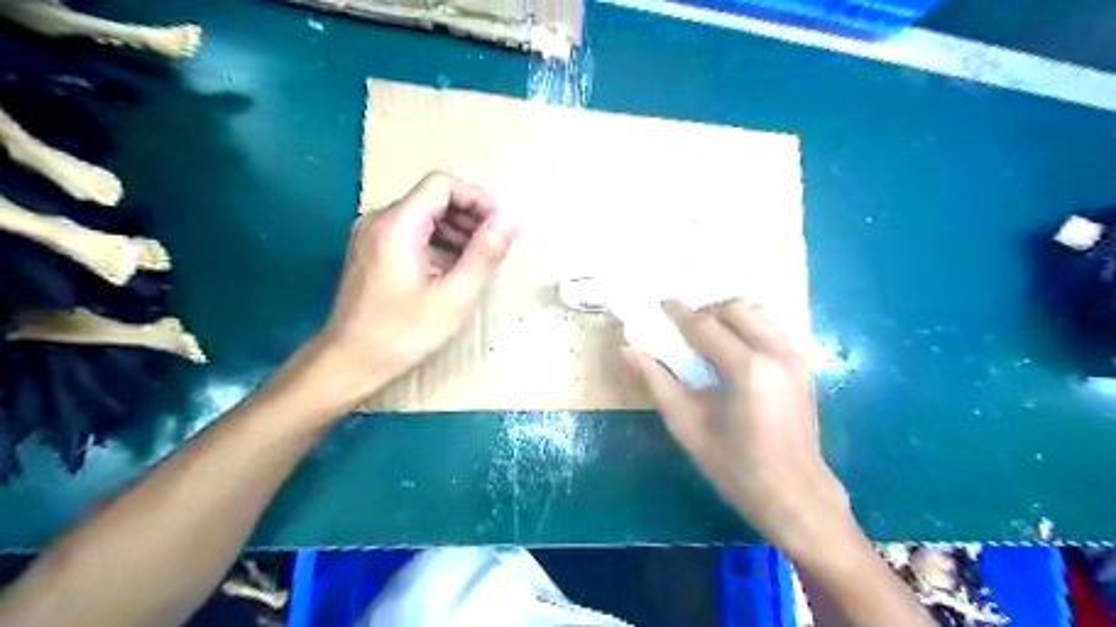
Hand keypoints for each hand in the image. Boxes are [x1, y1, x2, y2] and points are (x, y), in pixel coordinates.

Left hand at [308, 173, 518, 401]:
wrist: (348, 362)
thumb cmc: (404, 333)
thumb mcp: (455, 296)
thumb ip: (485, 253)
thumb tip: (511, 218)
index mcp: (397, 225)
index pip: (442, 184)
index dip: (477, 199)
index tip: (500, 226)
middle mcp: (379, 220)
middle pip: (432, 198)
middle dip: (469, 217)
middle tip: (494, 248)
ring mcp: (371, 236)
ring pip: (423, 216)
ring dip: (456, 232)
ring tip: (477, 263)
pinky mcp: (371, 252)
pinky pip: (411, 234)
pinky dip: (437, 244)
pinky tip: (451, 273)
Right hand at [624, 302, 850, 550]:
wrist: (795, 497)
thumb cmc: (736, 468)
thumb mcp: (688, 426)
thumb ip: (656, 382)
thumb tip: (626, 350)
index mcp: (748, 369)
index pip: (705, 326)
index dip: (678, 313)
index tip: (659, 305)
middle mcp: (777, 353)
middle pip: (735, 308)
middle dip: (704, 310)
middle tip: (681, 327)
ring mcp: (796, 357)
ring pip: (757, 313)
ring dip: (727, 315)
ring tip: (705, 336)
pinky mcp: (804, 365)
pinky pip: (772, 327)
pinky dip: (748, 326)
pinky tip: (732, 348)